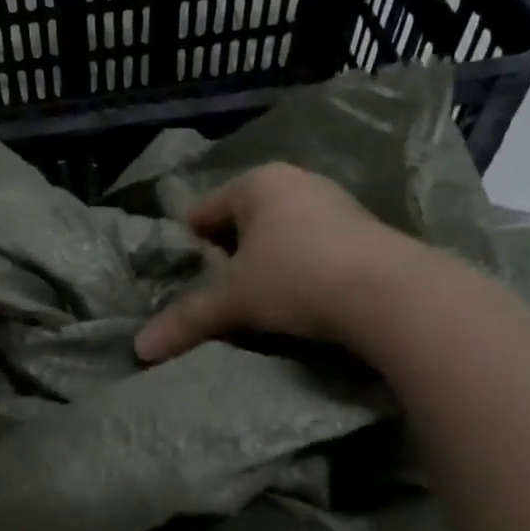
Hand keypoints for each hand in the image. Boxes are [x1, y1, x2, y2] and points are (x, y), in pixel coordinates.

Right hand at [134, 163, 420, 361]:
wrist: (391, 294)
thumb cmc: (296, 278)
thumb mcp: (233, 301)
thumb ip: (185, 319)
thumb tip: (138, 349)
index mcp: (256, 183)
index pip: (202, 211)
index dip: (187, 246)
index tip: (183, 279)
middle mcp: (295, 181)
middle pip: (241, 221)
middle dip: (227, 255)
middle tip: (218, 293)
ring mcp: (334, 203)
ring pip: (279, 233)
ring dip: (265, 262)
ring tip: (258, 301)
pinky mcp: (364, 230)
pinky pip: (312, 245)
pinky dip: (299, 268)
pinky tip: (300, 298)